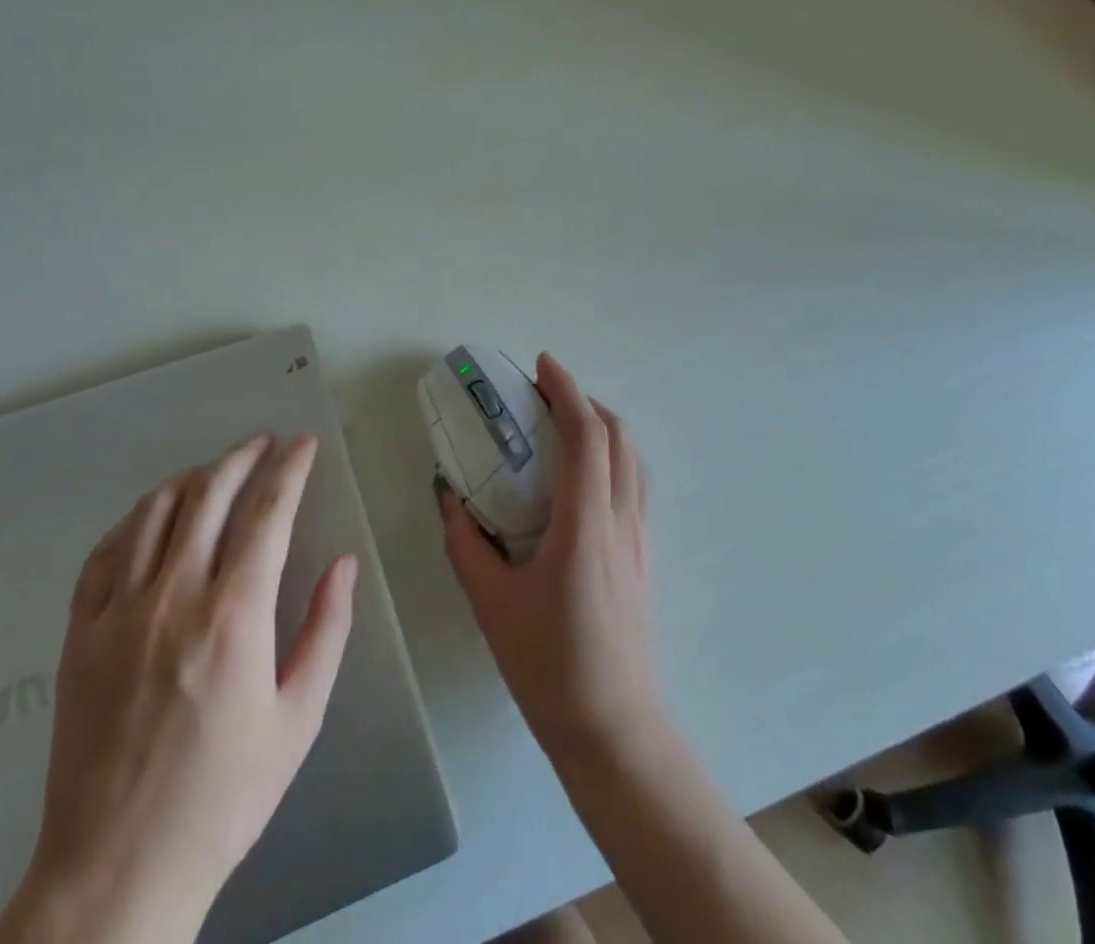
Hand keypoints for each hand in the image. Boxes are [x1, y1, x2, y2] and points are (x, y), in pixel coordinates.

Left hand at [0, 434, 356, 943]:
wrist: (116, 871)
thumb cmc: (223, 797)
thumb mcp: (298, 719)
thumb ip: (326, 631)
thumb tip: (343, 565)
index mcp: (234, 615)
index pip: (267, 512)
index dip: (289, 469)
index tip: (303, 444)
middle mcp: (174, 596)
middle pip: (208, 495)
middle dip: (241, 457)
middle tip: (263, 443)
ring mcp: (118, 612)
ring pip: (154, 512)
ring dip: (191, 479)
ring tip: (215, 472)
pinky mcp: (79, 635)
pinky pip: (105, 553)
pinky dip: (134, 520)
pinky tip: (152, 518)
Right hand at [440, 353, 663, 765]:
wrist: (615, 730)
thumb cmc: (549, 665)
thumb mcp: (491, 603)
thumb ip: (465, 543)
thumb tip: (449, 496)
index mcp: (586, 523)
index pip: (587, 435)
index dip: (566, 391)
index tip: (542, 365)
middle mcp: (622, 520)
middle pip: (619, 437)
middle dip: (585, 401)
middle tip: (544, 395)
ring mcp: (641, 539)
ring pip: (633, 460)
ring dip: (603, 429)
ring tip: (564, 428)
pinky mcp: (645, 557)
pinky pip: (635, 486)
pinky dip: (613, 458)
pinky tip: (582, 480)